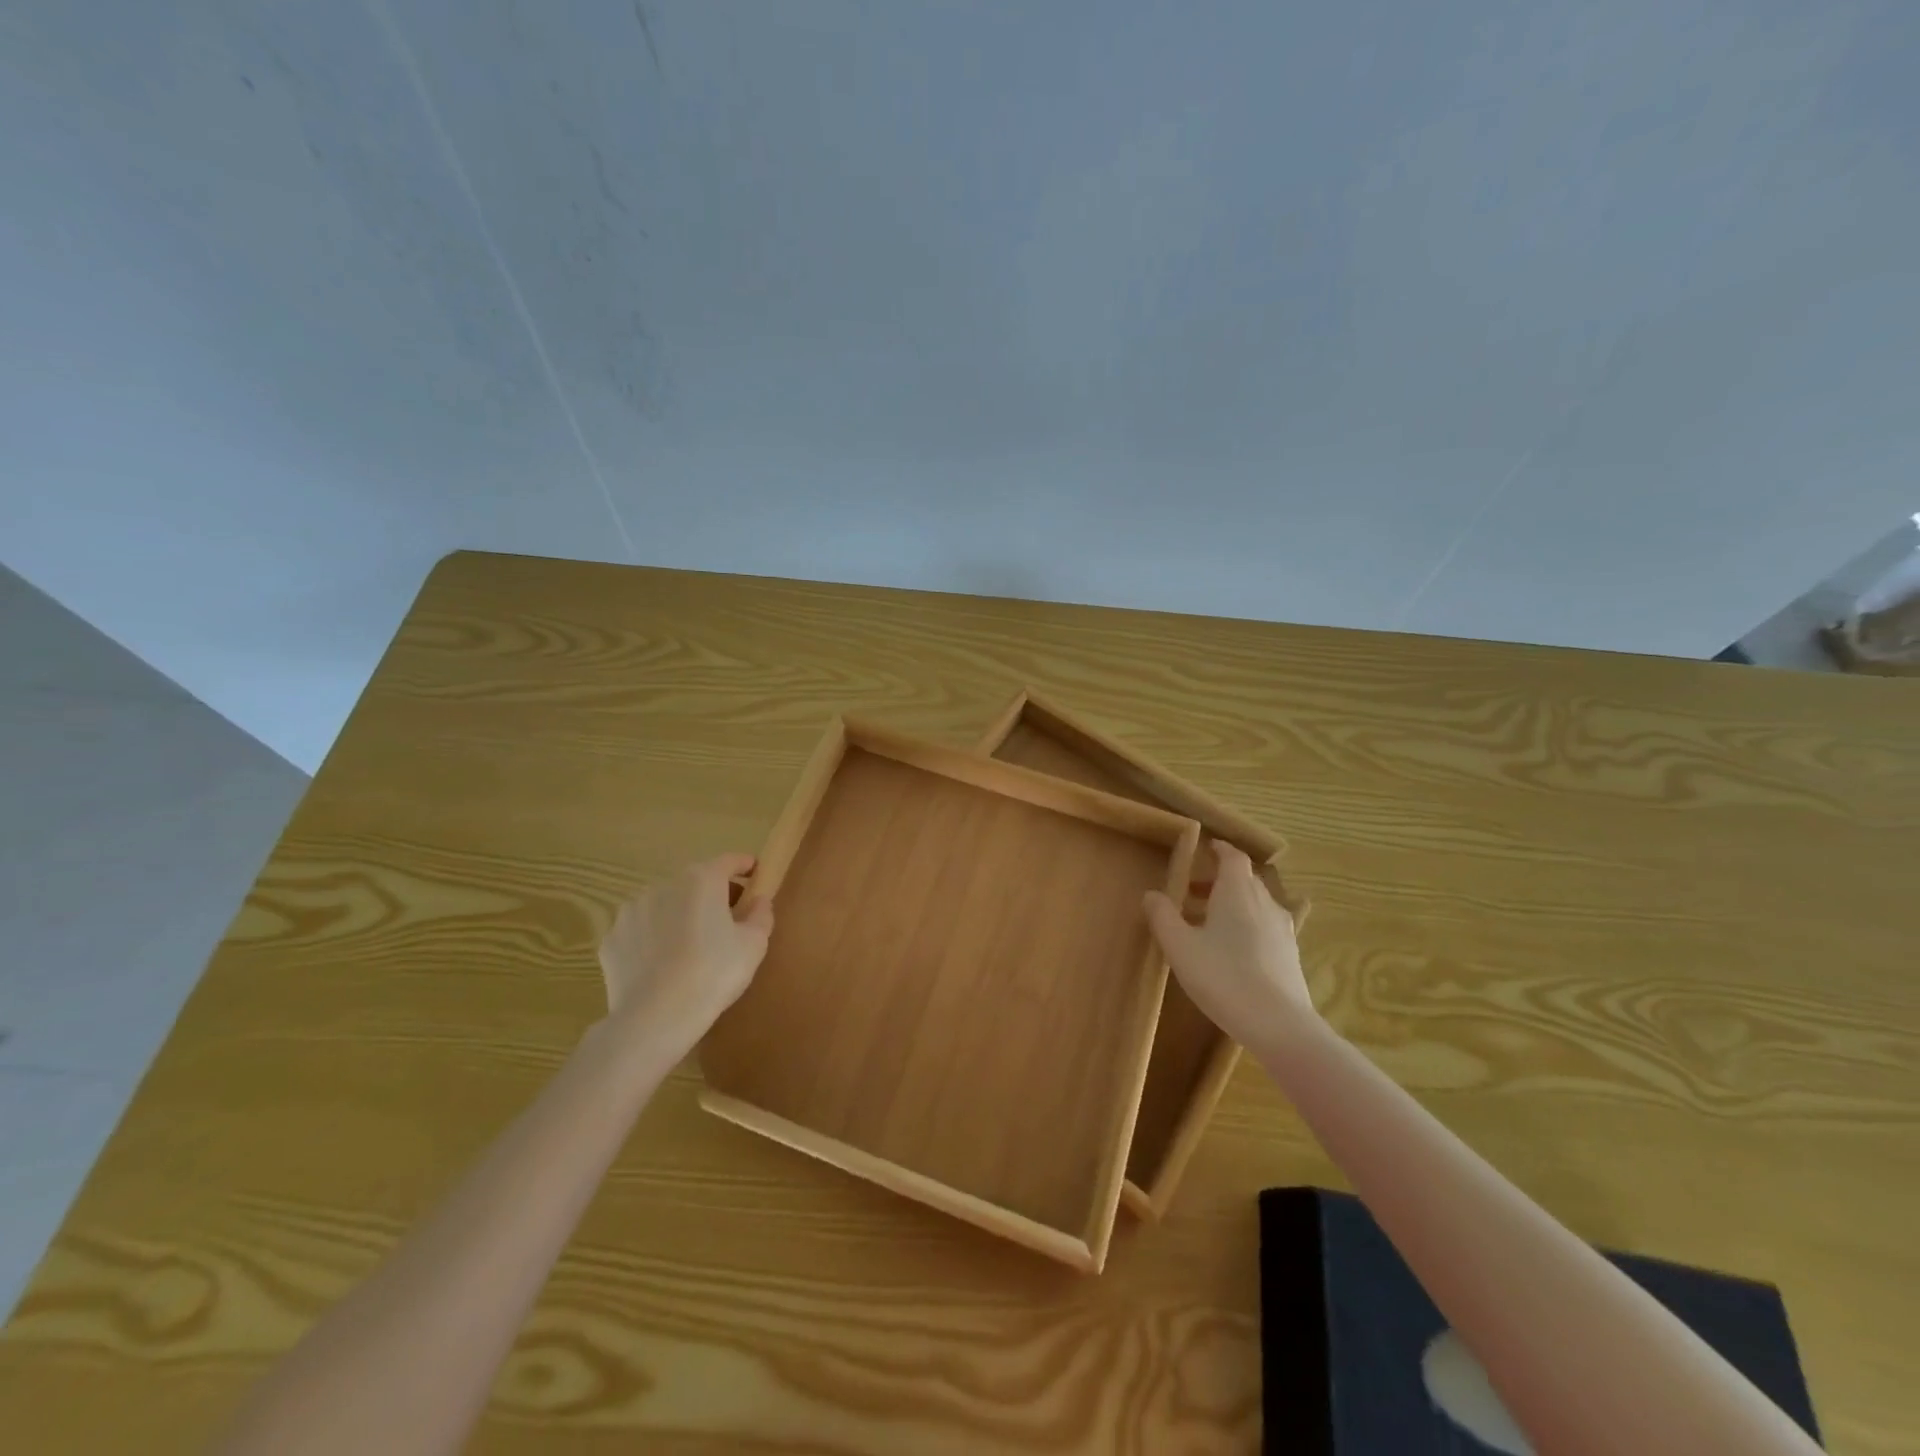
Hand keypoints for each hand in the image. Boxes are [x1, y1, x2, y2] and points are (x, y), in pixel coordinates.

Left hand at [598, 853, 773, 1056]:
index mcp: (701, 881)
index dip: (745, 866)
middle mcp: (663, 886)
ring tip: (692, 946)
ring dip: (681, 915)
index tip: (756, 875)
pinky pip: (641, 931)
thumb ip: (761, 915)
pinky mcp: (612, 940)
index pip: (729, 861)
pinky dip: (654, 939)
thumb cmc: (713, 973)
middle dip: (714, 894)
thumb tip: (758, 901)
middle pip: (696, 882)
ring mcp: (631, 912)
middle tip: (730, 919)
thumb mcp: (753, 945)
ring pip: (665, 905)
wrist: (654, 1018)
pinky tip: (663, 965)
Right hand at [1144, 840, 1316, 1048]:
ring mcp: (1282, 929)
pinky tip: (1233, 951)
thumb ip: (1163, 916)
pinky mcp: (1290, 955)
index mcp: (1237, 891)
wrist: (1279, 1026)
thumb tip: (1151, 894)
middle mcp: (1264, 902)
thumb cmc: (1223, 976)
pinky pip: (1266, 926)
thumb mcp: (1180, 946)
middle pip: (1244, 878)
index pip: (1233, 856)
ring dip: (1233, 903)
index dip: (1219, 849)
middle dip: (1219, 879)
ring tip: (1208, 922)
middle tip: (1192, 891)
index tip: (1205, 848)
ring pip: (1256, 903)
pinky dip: (1247, 925)